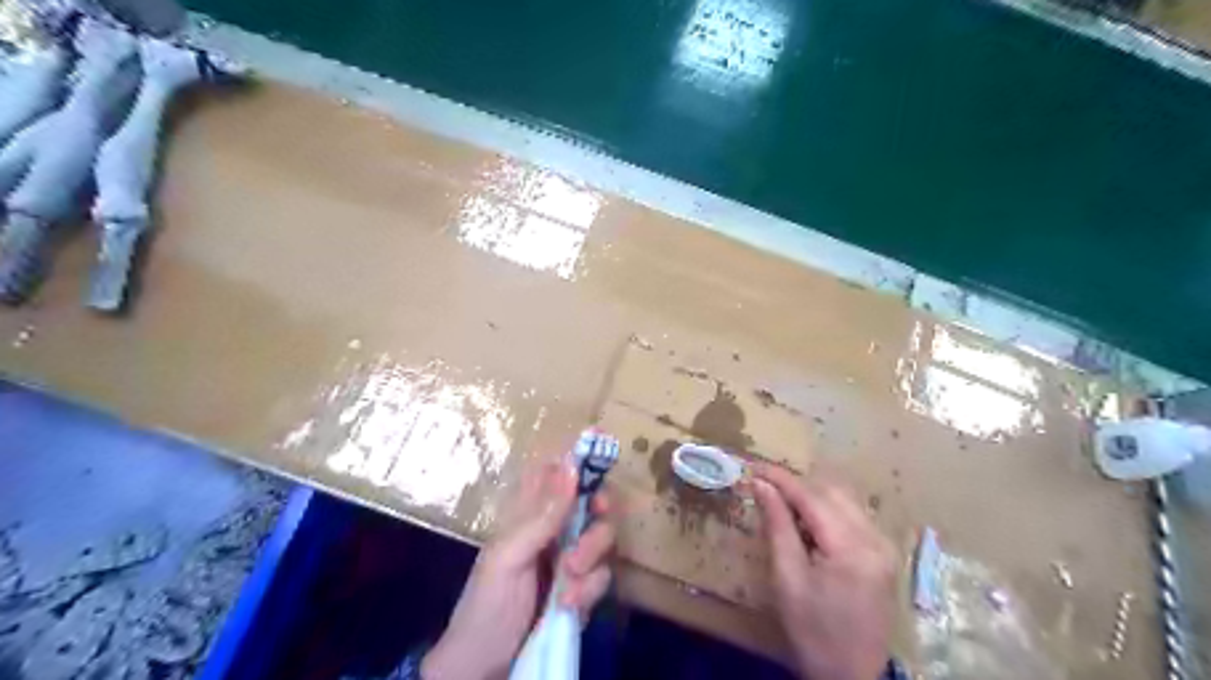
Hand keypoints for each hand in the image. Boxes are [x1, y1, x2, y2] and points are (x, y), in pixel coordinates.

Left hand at [422, 458, 614, 679]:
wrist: (486, 669)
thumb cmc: (486, 604)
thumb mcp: (510, 555)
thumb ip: (543, 514)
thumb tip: (572, 465)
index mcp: (530, 514)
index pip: (558, 474)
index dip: (579, 461)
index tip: (601, 453)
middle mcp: (555, 530)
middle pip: (593, 500)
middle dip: (599, 510)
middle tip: (598, 513)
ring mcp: (572, 560)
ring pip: (604, 537)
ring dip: (591, 556)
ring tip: (568, 581)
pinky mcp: (584, 590)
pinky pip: (603, 576)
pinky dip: (590, 590)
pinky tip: (568, 606)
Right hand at [754, 461, 891, 679]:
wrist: (850, 675)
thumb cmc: (812, 630)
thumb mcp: (787, 578)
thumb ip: (777, 525)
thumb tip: (761, 485)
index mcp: (852, 548)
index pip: (812, 497)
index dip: (781, 479)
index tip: (753, 467)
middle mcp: (875, 539)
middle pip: (832, 491)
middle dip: (796, 485)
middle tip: (764, 487)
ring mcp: (884, 546)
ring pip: (844, 499)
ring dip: (812, 496)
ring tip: (782, 505)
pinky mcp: (884, 554)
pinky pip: (853, 515)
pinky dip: (827, 510)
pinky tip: (808, 524)